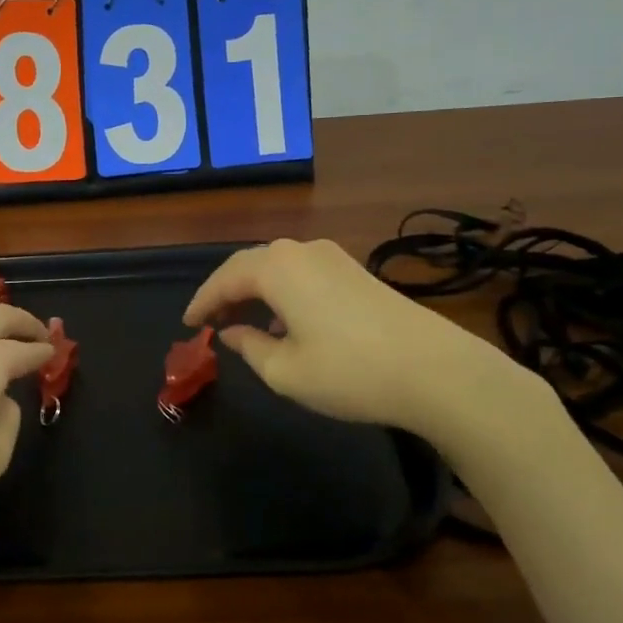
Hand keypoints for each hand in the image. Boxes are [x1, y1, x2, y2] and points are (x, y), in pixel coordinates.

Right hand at [183, 238, 548, 447]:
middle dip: (225, 291)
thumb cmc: (349, 372)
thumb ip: (249, 346)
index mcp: (276, 268)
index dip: (201, 302)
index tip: (187, 324)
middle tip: (209, 321)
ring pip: (278, 267)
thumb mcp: (285, 371)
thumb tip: (231, 331)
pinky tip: (286, 322)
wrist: (436, 371)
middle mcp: (301, 250)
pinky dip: (282, 292)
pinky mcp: (356, 270)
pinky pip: (303, 273)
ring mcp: (333, 257)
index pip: (224, 279)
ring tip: (241, 321)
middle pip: (249, 265)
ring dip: (255, 290)